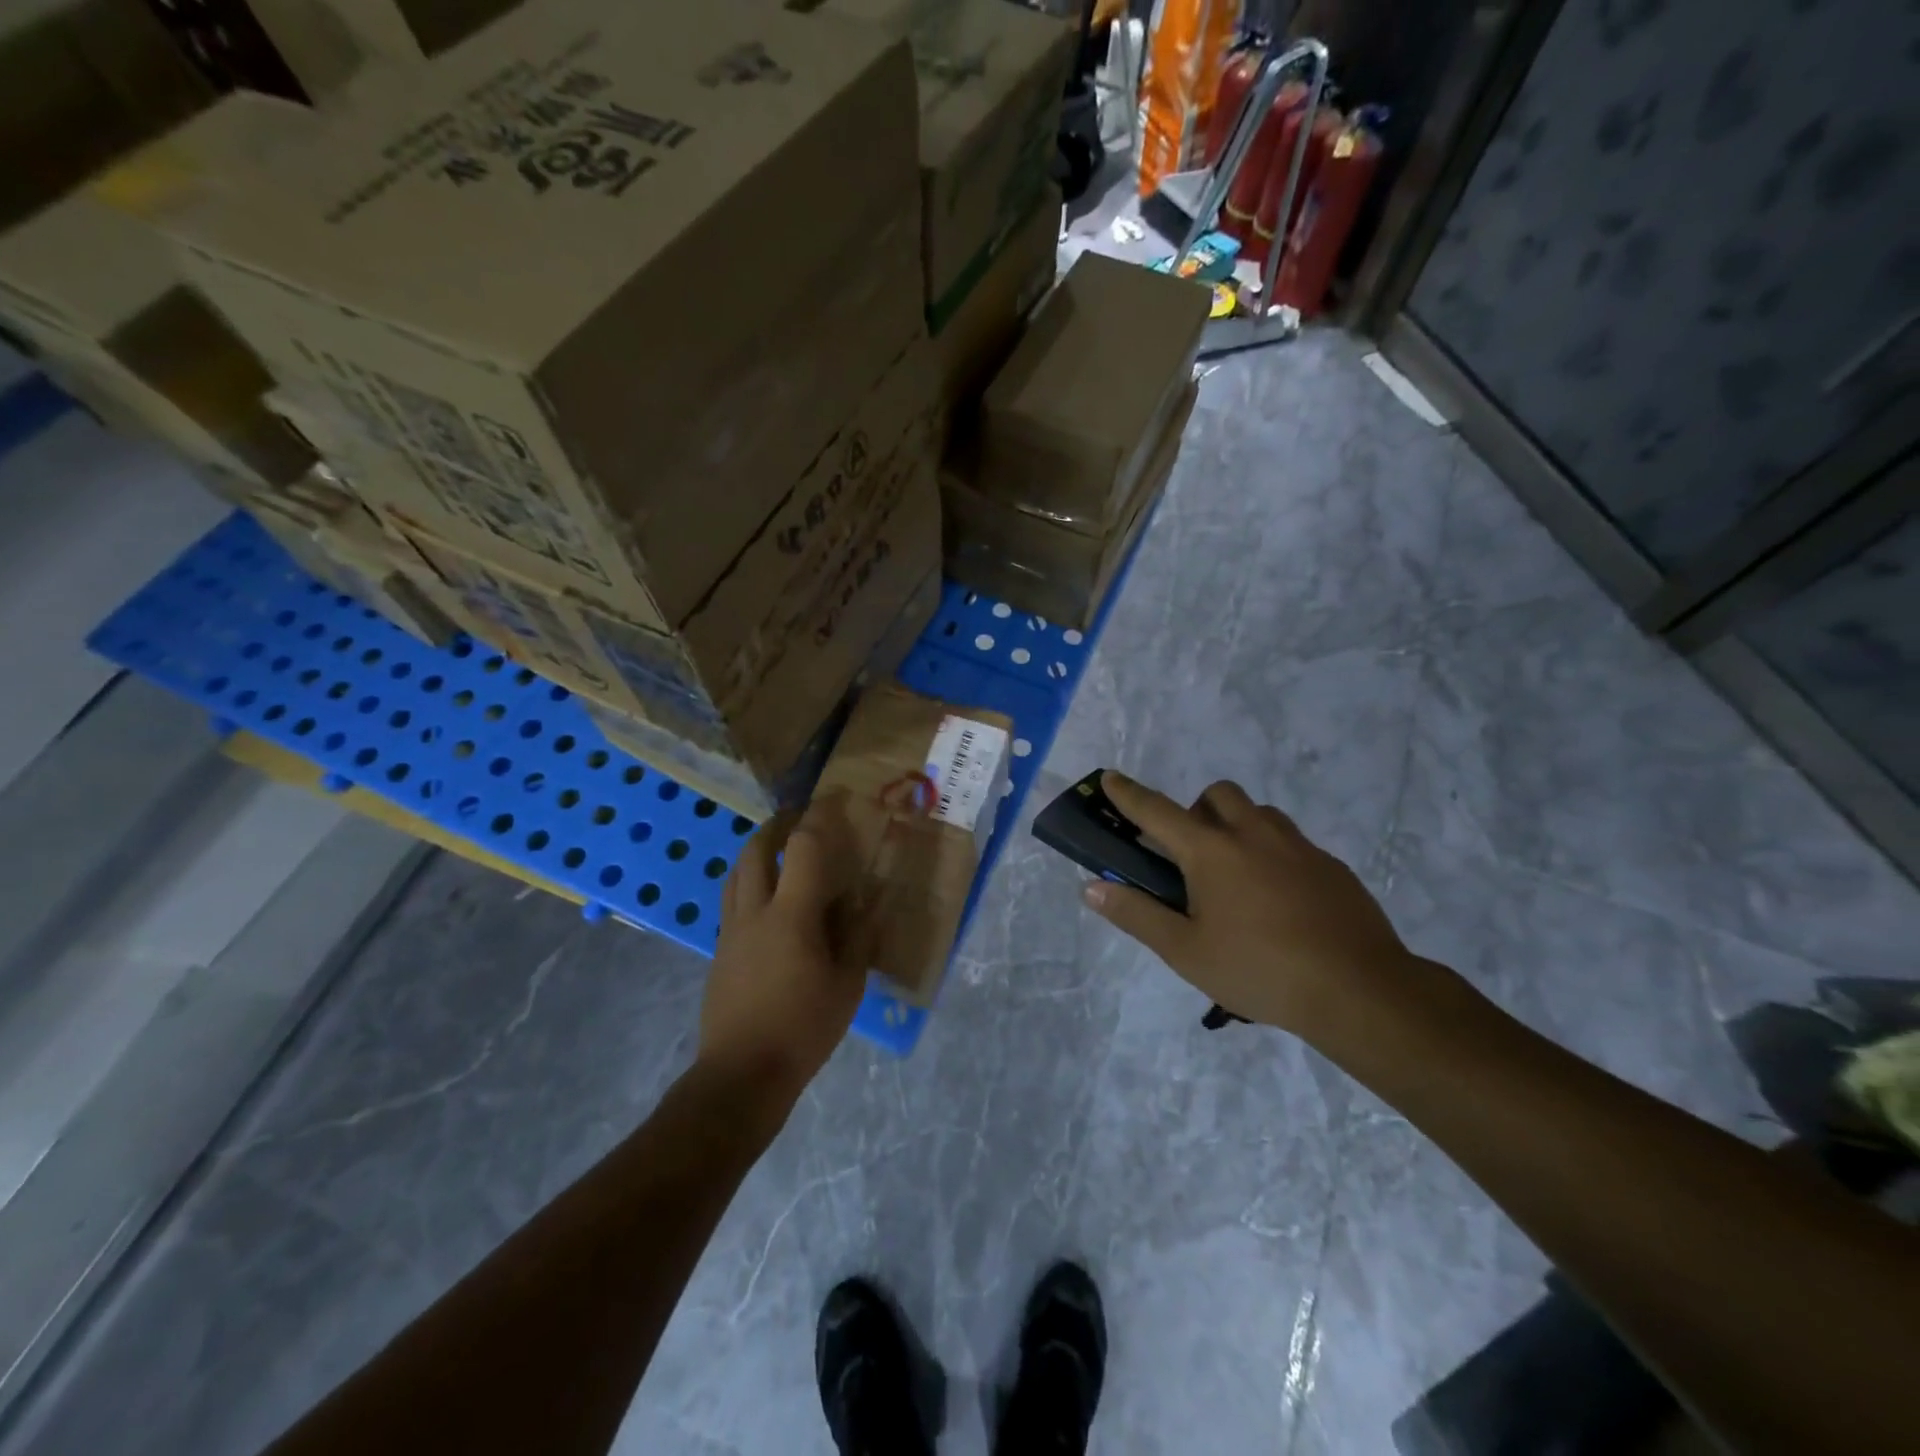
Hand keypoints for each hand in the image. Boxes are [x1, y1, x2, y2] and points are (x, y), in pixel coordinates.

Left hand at [700, 792, 865, 1104]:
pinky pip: (732, 898)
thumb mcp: (847, 984)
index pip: (803, 848)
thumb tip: (866, 901)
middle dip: (778, 824)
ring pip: (737, 872)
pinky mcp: (720, 950)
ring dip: (757, 849)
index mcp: (792, 915)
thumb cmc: (803, 1028)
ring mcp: (731, 931)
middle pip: (757, 850)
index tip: (833, 799)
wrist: (742, 1074)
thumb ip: (858, 936)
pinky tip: (768, 897)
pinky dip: (749, 880)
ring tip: (780, 847)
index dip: (818, 817)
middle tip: (799, 817)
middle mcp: (755, 912)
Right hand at [1082, 772, 1418, 1036]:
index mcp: (1211, 851)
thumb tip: (1091, 888)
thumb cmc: (1259, 970)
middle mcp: (1253, 834)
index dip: (1129, 794)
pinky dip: (1272, 853)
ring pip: (1259, 813)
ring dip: (1237, 825)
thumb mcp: (1185, 951)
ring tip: (1235, 875)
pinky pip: (1291, 841)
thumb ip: (1136, 914)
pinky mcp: (1331, 865)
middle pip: (1217, 794)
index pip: (1157, 811)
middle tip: (1191, 853)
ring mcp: (1298, 846)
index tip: (1111, 777)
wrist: (1359, 990)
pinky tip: (1278, 900)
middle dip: (1195, 808)